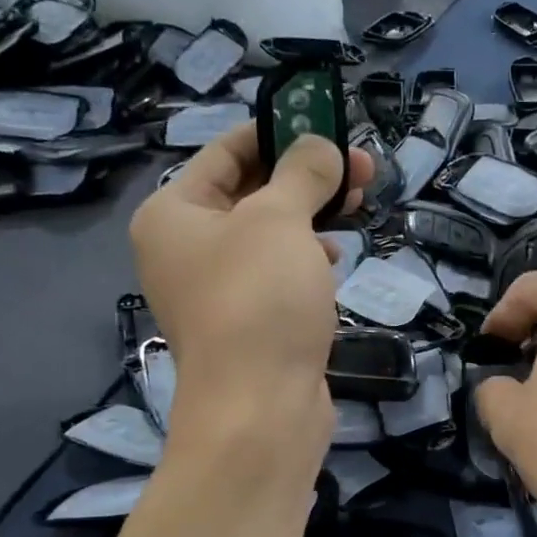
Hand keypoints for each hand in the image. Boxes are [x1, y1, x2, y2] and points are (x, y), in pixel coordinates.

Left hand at [129, 124, 370, 467]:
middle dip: (307, 177)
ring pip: (269, 234)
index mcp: (173, 213)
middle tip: (362, 168)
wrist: (260, 409)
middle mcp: (186, 248)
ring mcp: (216, 289)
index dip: (278, 133)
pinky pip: (277, 273)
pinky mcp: (249, 322)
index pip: (226, 152)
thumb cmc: (259, 300)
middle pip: (251, 193)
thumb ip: (303, 173)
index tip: (328, 127)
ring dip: (313, 216)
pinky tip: (336, 257)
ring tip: (359, 205)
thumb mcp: (281, 220)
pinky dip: (307, 258)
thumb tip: (322, 147)